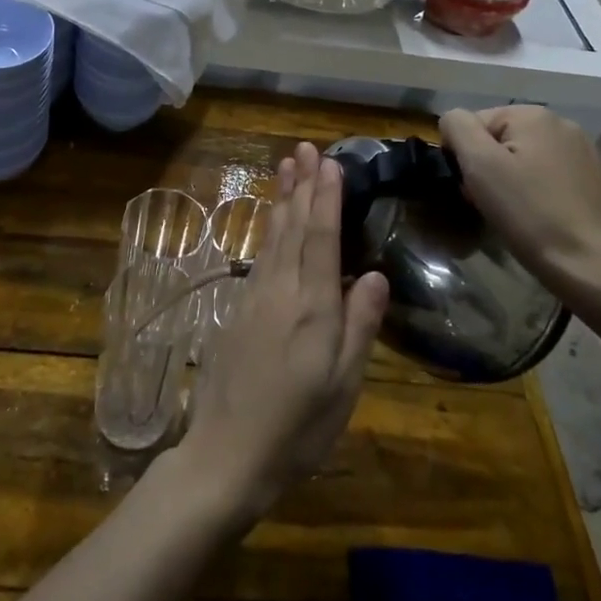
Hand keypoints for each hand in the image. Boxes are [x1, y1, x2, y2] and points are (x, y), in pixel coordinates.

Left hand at [175, 143, 388, 525]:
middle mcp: (280, 290)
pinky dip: (269, 228)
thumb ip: (359, 326)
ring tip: (286, 167)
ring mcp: (254, 297)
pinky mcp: (239, 309)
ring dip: (282, 199)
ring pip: (273, 236)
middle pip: (293, 227)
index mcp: (311, 307)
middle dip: (301, 185)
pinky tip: (273, 221)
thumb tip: (374, 274)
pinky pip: (260, 254)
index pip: (320, 238)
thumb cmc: (297, 427)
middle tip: (304, 148)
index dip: (325, 198)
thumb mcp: (343, 386)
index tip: (329, 162)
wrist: (226, 453)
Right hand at [438, 106, 600, 293]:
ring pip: (522, 157)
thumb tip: (453, 121)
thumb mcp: (479, 164)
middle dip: (487, 168)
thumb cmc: (529, 213)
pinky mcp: (593, 178)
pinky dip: (533, 189)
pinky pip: (546, 174)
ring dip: (508, 179)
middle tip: (488, 203)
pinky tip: (537, 214)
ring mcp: (582, 151)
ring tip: (512, 212)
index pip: (474, 124)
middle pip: (499, 139)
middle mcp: (561, 123)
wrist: (590, 266)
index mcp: (533, 114)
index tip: (472, 189)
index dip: (465, 156)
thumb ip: (458, 127)